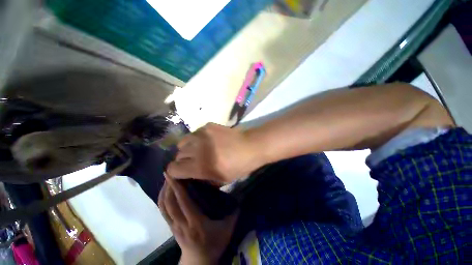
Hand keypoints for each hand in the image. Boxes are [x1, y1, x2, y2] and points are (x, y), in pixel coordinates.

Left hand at [158, 174, 238, 264]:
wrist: (198, 262)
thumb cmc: (214, 245)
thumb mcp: (227, 230)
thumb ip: (234, 214)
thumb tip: (242, 197)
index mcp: (195, 222)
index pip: (183, 202)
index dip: (177, 187)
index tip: (175, 174)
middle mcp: (181, 223)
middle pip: (170, 203)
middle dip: (168, 186)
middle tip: (170, 171)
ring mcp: (174, 226)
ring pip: (164, 207)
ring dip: (164, 192)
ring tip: (167, 179)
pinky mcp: (171, 227)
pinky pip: (163, 212)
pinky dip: (162, 200)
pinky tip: (166, 191)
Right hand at [167, 123, 262, 183]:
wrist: (250, 146)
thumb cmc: (238, 166)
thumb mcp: (220, 180)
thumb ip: (201, 178)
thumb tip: (189, 175)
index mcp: (200, 166)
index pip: (173, 168)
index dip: (175, 171)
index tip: (181, 171)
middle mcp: (197, 148)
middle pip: (178, 154)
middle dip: (183, 160)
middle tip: (193, 160)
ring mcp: (202, 134)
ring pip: (183, 142)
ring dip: (188, 148)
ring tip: (198, 149)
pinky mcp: (208, 126)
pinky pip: (195, 133)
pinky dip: (197, 139)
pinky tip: (208, 141)